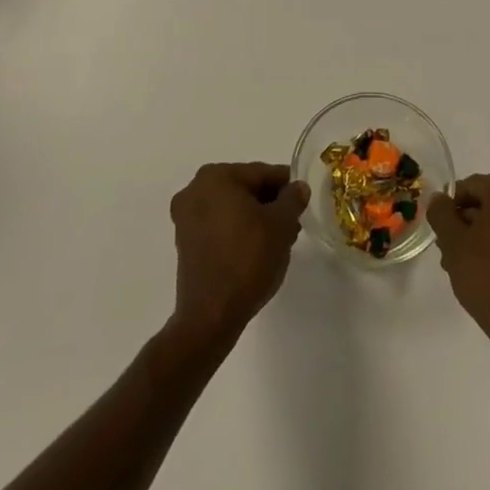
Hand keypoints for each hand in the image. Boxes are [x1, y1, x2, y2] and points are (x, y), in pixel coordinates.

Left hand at [168, 162, 309, 343]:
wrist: (211, 316)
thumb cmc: (247, 260)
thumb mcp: (281, 225)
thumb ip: (292, 199)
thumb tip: (298, 187)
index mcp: (216, 176)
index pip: (262, 173)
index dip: (287, 186)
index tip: (304, 200)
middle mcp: (195, 189)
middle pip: (245, 189)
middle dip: (271, 204)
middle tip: (293, 224)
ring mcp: (186, 217)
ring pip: (232, 208)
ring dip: (256, 219)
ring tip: (279, 240)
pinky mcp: (185, 243)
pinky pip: (219, 226)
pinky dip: (239, 231)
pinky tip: (258, 250)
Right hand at [427, 174, 489, 357]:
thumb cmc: (487, 276)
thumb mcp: (453, 242)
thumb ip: (441, 213)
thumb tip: (439, 199)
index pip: (470, 186)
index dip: (450, 207)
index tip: (440, 232)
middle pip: (486, 202)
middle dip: (464, 223)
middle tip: (447, 250)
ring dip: (477, 235)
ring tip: (459, 264)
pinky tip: (480, 269)